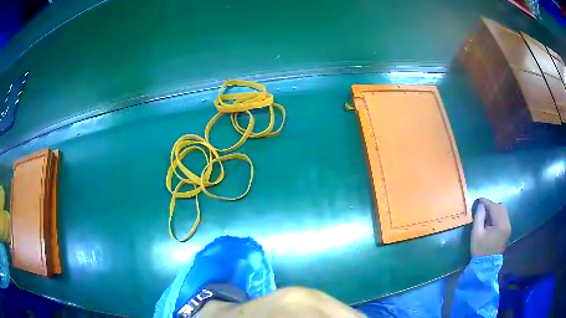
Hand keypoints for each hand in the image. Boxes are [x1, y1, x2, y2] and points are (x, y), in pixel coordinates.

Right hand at [471, 198, 510, 255]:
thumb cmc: (480, 250)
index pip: (494, 207)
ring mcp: (508, 227)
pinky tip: (490, 222)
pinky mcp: (507, 231)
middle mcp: (507, 224)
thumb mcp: (476, 233)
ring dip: (494, 210)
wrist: (486, 266)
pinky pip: (503, 217)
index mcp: (501, 224)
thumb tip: (481, 205)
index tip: (479, 200)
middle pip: (501, 207)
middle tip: (482, 209)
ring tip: (486, 216)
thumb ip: (479, 217)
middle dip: (491, 206)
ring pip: (502, 211)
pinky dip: (497, 216)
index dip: (486, 202)